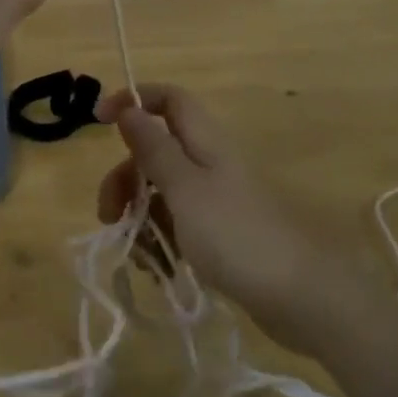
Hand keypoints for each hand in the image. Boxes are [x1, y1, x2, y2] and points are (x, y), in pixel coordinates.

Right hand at [95, 84, 369, 354]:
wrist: (298, 297)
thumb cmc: (235, 234)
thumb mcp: (184, 188)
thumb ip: (154, 148)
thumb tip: (129, 107)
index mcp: (204, 140)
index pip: (167, 99)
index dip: (133, 100)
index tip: (99, 122)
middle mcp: (208, 162)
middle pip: (155, 149)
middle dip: (125, 176)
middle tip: (109, 214)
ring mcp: (214, 199)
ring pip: (161, 189)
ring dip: (138, 213)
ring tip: (134, 252)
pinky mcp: (218, 233)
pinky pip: (176, 223)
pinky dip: (159, 238)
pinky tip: (155, 266)